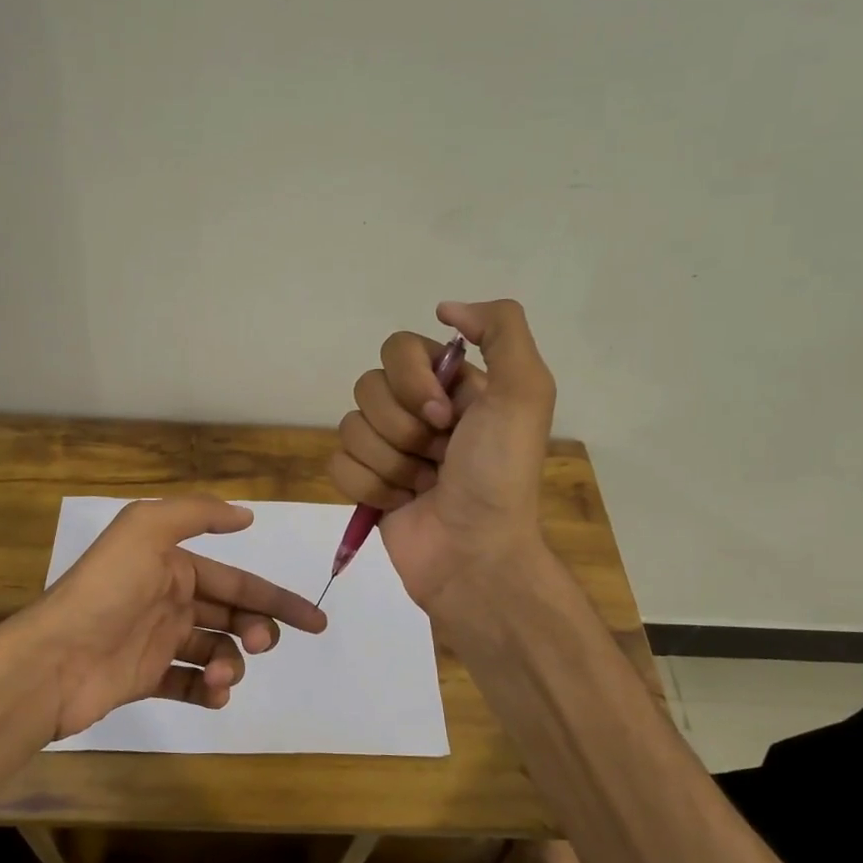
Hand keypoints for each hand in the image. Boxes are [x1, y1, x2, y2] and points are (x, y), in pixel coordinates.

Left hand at [23, 495, 327, 740]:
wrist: (52, 660)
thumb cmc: (106, 591)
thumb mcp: (147, 529)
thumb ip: (197, 514)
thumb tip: (245, 515)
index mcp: (172, 565)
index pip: (236, 581)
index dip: (277, 598)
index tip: (314, 621)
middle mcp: (168, 600)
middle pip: (231, 616)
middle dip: (257, 629)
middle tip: (262, 644)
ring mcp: (157, 641)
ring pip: (215, 650)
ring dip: (232, 662)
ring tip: (222, 674)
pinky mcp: (144, 679)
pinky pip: (189, 684)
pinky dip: (208, 690)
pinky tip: (213, 693)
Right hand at [330, 299, 556, 617]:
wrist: (475, 555)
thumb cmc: (499, 475)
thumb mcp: (525, 392)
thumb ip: (501, 329)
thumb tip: (445, 307)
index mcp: (453, 385)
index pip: (399, 349)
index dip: (413, 382)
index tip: (446, 417)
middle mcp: (419, 411)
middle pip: (368, 387)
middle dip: (402, 428)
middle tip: (438, 456)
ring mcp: (390, 449)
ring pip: (350, 427)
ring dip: (390, 462)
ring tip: (422, 486)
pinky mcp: (366, 484)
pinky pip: (337, 463)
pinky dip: (368, 486)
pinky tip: (400, 503)